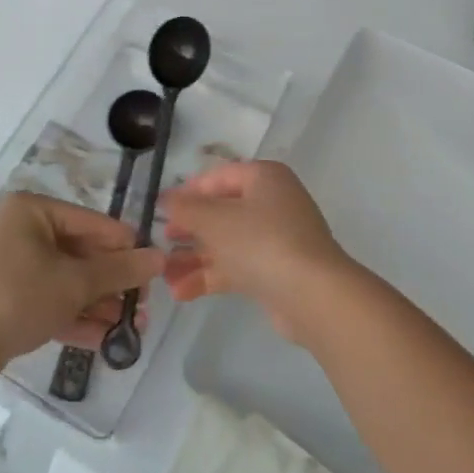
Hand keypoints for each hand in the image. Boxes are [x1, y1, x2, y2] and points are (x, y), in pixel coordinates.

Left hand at [0, 192, 162, 385]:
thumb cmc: (15, 299)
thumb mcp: (74, 284)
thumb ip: (119, 270)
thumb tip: (160, 258)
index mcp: (31, 210)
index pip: (92, 223)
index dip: (125, 246)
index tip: (154, 270)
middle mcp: (19, 230)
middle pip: (79, 253)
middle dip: (112, 283)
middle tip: (144, 305)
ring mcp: (9, 265)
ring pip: (65, 280)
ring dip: (98, 303)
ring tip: (132, 327)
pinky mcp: (3, 298)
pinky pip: (47, 299)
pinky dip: (73, 315)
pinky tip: (105, 339)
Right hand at [162, 161, 355, 343]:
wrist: (313, 295)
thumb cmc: (261, 242)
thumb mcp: (215, 219)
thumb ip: (186, 207)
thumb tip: (166, 199)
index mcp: (264, 178)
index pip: (218, 177)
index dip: (188, 192)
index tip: (160, 211)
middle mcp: (272, 202)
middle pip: (221, 211)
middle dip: (188, 230)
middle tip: (160, 243)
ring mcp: (276, 238)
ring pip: (226, 242)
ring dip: (194, 258)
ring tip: (163, 275)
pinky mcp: (275, 271)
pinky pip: (236, 267)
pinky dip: (210, 276)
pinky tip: (181, 293)